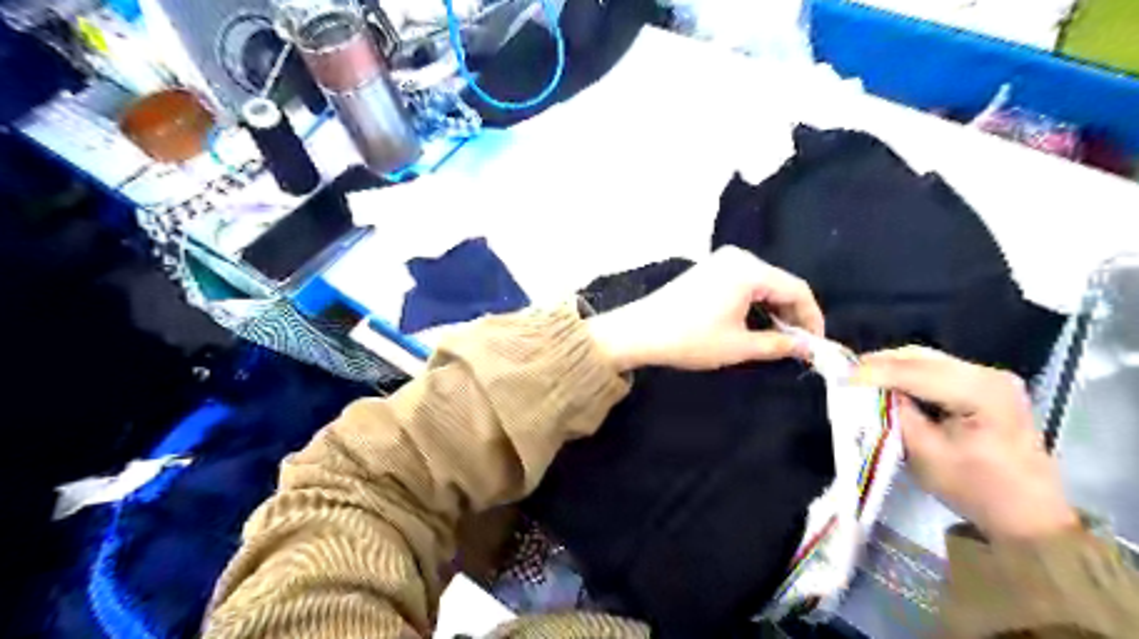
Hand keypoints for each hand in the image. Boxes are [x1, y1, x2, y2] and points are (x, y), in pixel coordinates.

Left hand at [588, 243, 827, 374]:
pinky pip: (744, 283)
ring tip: (778, 339)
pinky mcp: (709, 270)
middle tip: (798, 345)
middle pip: (780, 284)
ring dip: (773, 310)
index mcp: (749, 271)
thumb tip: (807, 348)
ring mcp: (720, 261)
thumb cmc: (691, 339)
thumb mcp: (739, 346)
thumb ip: (779, 344)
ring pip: (762, 284)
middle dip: (793, 314)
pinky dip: (755, 303)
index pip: (797, 289)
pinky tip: (754, 324)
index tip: (817, 345)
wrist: (640, 331)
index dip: (812, 318)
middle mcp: (738, 258)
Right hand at [854, 347, 1077, 541]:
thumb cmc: (976, 489)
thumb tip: (866, 390)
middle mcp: (990, 374)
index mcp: (982, 392)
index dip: (873, 372)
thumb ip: (895, 414)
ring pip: (927, 360)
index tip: (839, 375)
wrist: (1029, 515)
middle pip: (921, 357)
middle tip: (846, 374)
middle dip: (880, 364)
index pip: (915, 372)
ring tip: (862, 378)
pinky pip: (937, 370)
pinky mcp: (987, 385)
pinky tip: (888, 383)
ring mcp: (991, 377)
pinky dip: (908, 374)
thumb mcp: (925, 454)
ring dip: (892, 368)